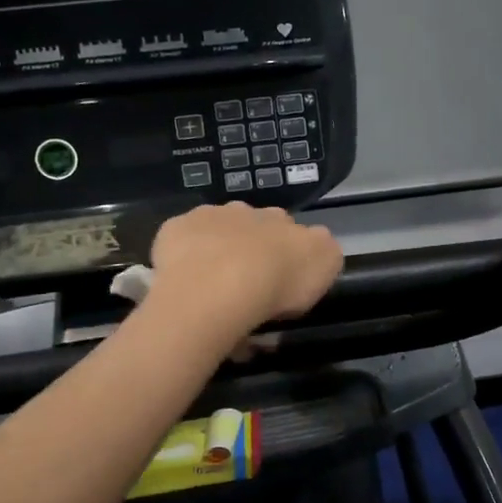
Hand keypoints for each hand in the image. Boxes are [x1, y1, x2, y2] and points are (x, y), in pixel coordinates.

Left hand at [148, 202, 343, 341]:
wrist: (220, 285)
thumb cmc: (278, 282)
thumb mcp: (326, 267)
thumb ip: (323, 254)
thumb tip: (315, 248)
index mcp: (283, 220)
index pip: (290, 231)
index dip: (286, 254)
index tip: (282, 282)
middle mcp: (247, 211)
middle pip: (252, 228)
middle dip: (251, 251)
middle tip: (248, 287)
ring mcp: (208, 217)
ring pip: (216, 232)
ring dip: (217, 253)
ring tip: (214, 291)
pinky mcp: (175, 230)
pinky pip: (181, 242)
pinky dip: (183, 258)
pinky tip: (185, 283)